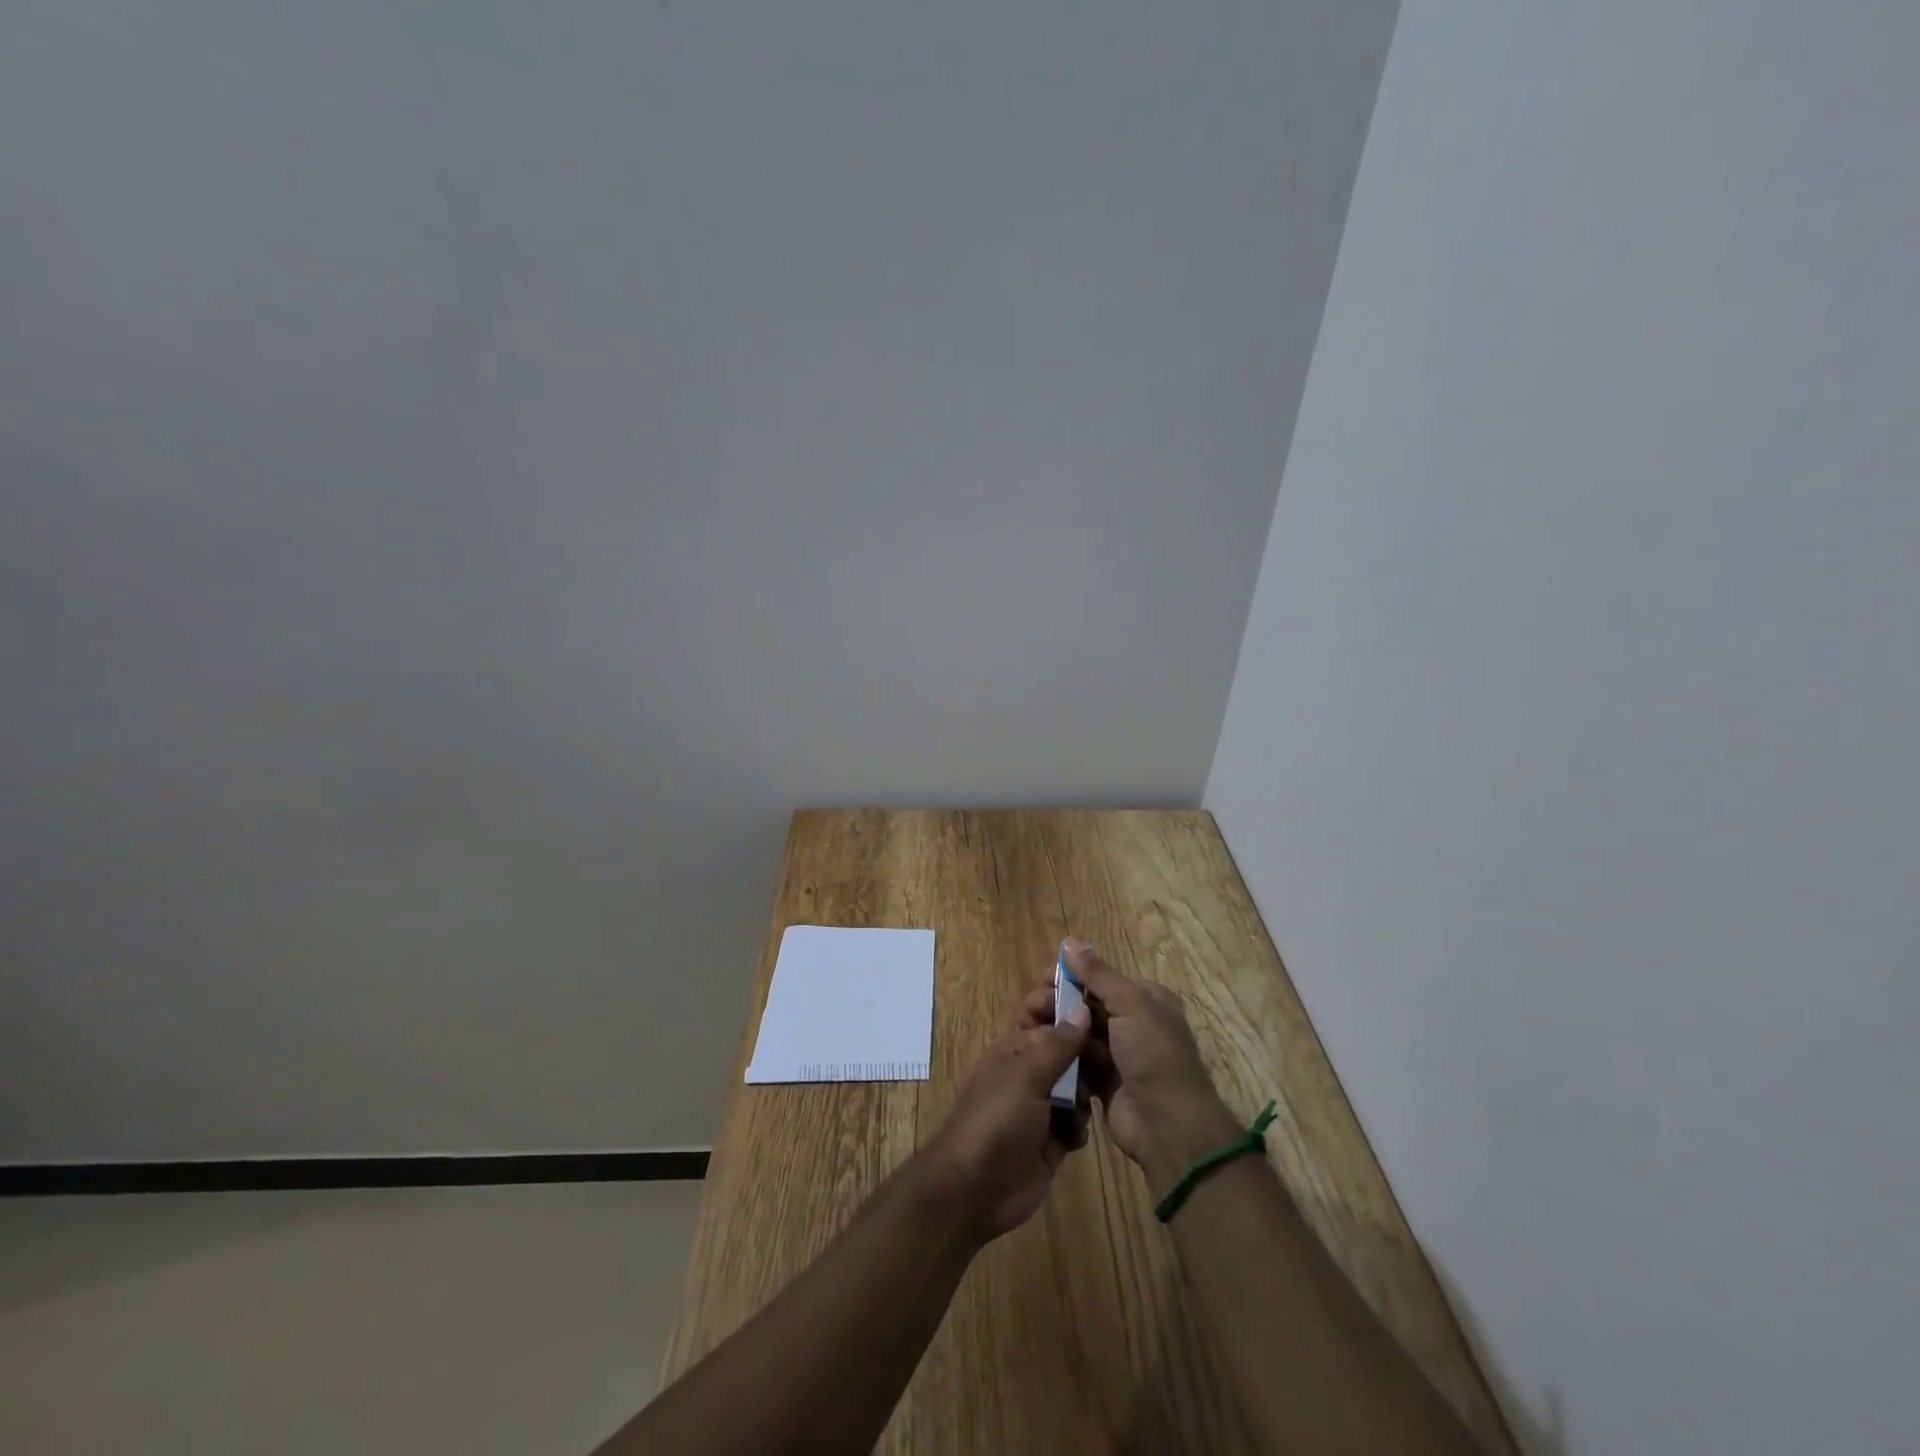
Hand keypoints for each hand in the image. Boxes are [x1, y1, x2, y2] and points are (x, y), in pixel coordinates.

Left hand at [918, 995, 1091, 1240]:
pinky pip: (1076, 1124)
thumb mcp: (1025, 1076)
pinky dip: (1079, 1128)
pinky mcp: (1051, 1142)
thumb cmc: (995, 1121)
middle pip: (1069, 1053)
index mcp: (1017, 1049)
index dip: (1070, 1012)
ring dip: (1086, 1094)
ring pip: (1077, 1088)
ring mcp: (1041, 1109)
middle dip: (1087, 1057)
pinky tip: (1074, 1137)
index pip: (1049, 1018)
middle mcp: (1031, 1074)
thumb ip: (1057, 1045)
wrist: (973, 1189)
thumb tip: (1082, 1008)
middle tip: (1105, 1063)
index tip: (1099, 1010)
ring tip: (1083, 1105)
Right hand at [1026, 941, 1240, 1192]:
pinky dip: (1060, 1055)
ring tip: (1027, 1028)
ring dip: (1054, 1028)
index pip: (1101, 979)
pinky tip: (1039, 1052)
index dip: (1070, 976)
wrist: (1168, 1125)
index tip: (1041, 980)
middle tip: (1029, 1007)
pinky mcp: (1103, 1082)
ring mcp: (1118, 1055)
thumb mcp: (1130, 1004)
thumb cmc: (1153, 1055)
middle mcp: (1133, 1023)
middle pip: (1086, 1005)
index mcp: (1145, 1000)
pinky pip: (1077, 1062)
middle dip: (1057, 1002)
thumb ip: (1097, 974)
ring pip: (1078, 1033)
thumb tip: (1069, 942)